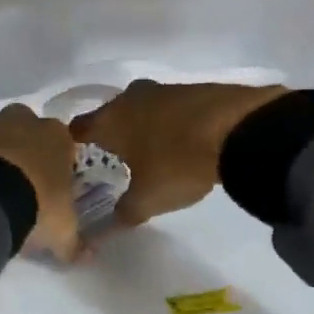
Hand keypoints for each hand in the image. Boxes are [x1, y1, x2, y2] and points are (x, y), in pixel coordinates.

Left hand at [0, 103, 81, 260]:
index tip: (46, 184)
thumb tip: (89, 256)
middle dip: (19, 145)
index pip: (62, 144)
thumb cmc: (33, 206)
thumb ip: (75, 243)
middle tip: (11, 177)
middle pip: (24, 126)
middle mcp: (24, 119)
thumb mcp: (60, 232)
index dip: (53, 163)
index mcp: (57, 137)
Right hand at [70, 80, 287, 226]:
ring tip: (152, 151)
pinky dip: (172, 122)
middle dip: (112, 134)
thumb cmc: (179, 163)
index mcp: (110, 120)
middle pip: (111, 114)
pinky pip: (172, 107)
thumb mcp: (148, 199)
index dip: (73, 145)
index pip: (78, 128)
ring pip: (143, 108)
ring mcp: (164, 89)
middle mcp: (131, 98)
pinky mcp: (195, 88)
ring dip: (144, 126)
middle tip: (117, 159)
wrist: (240, 129)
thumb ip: (124, 212)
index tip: (77, 161)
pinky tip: (184, 140)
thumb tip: (108, 225)